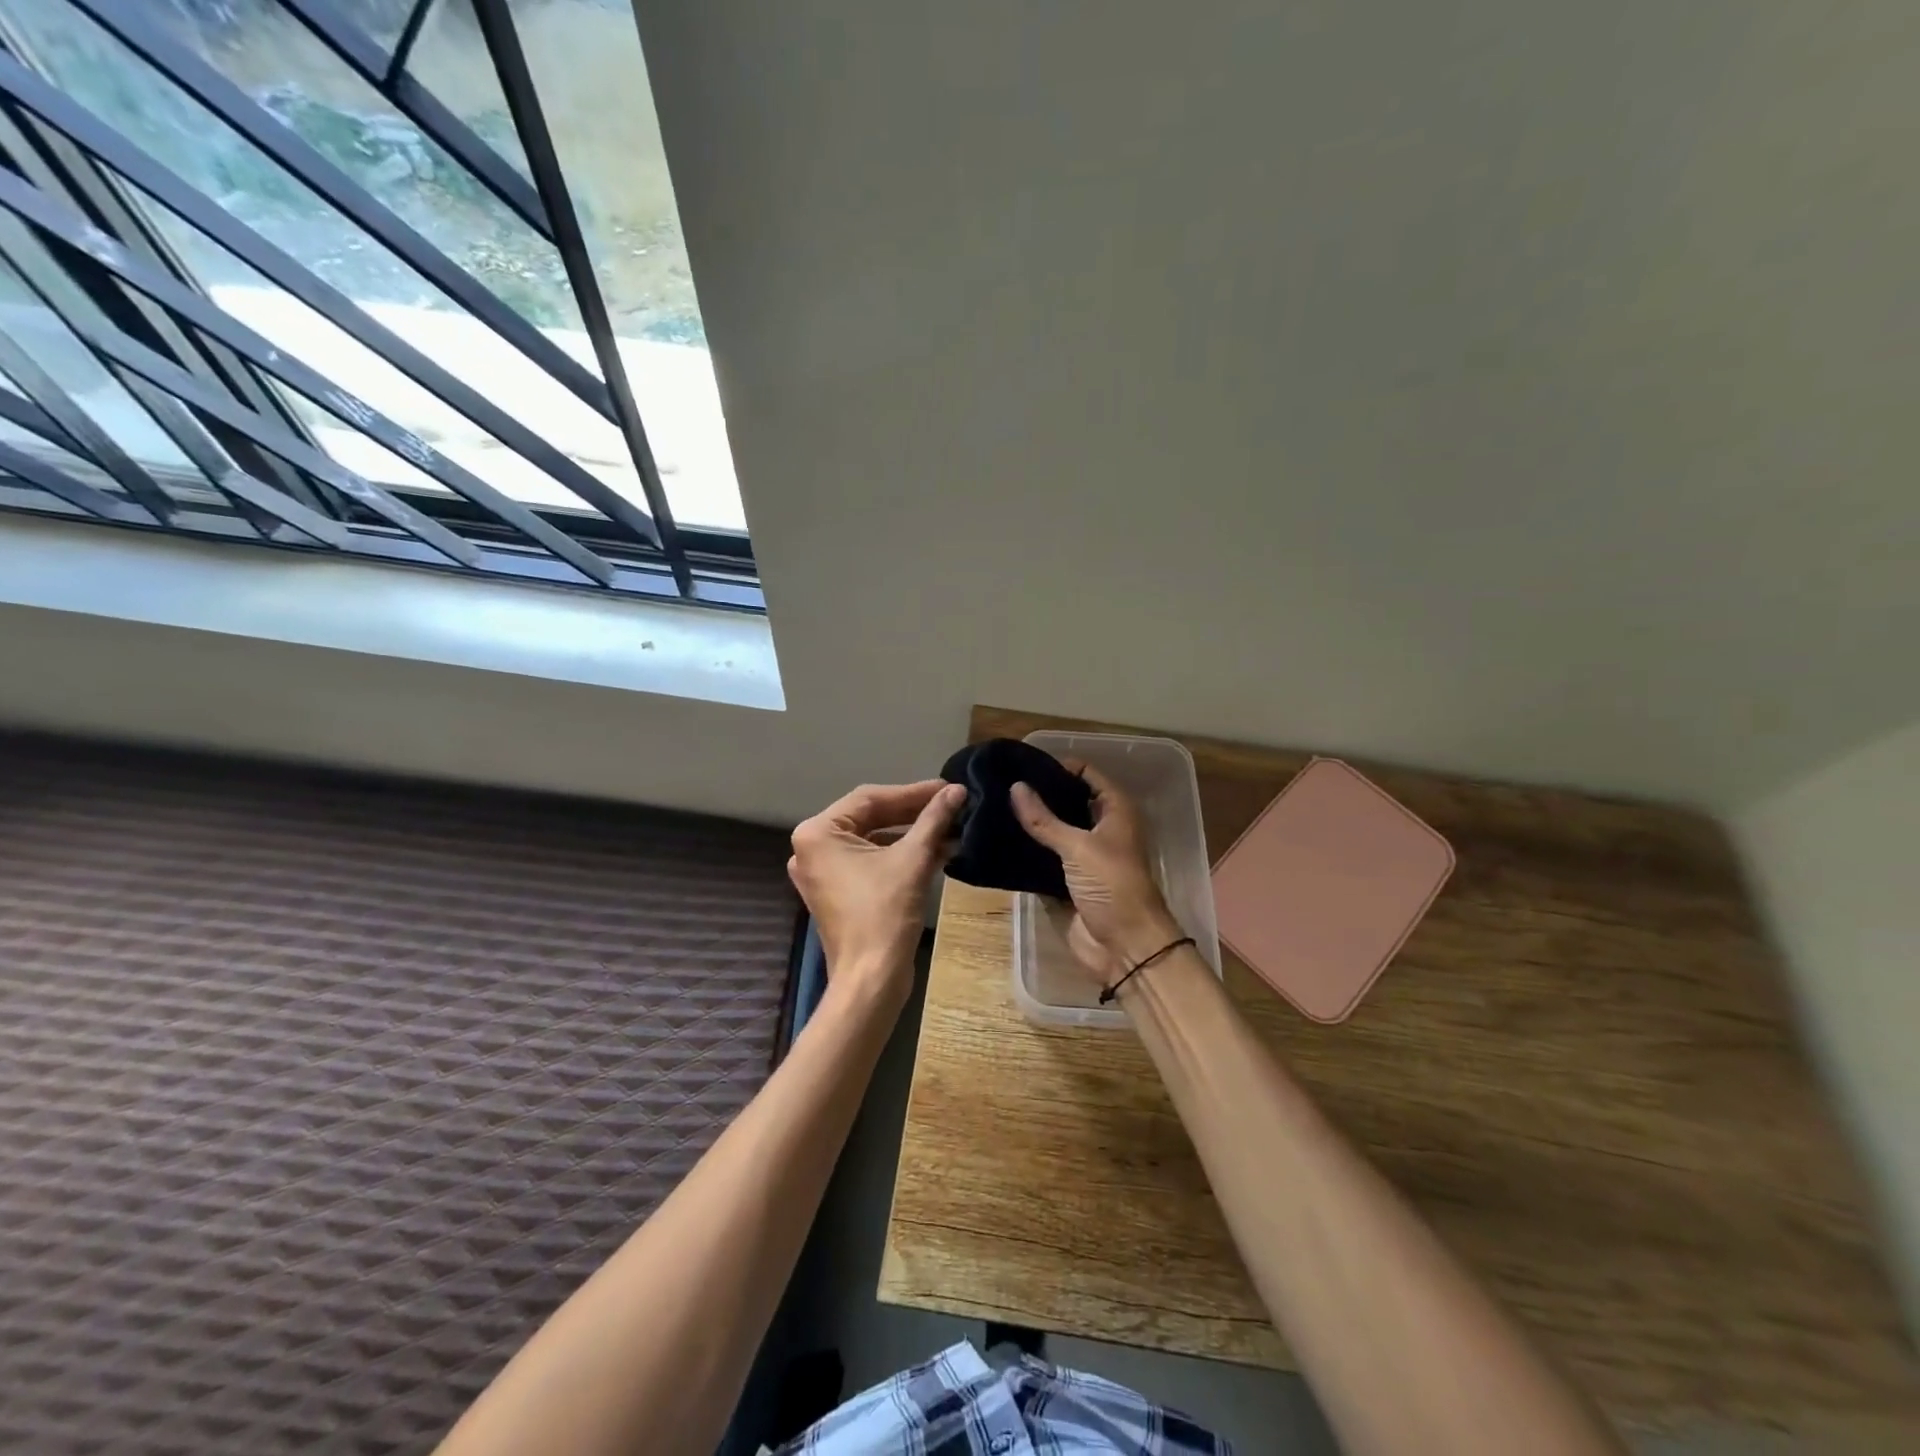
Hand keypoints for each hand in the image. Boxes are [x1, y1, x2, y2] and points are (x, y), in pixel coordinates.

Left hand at [789, 779, 964, 1004]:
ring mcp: (822, 871)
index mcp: (818, 833)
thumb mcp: (913, 859)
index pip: (870, 798)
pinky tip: (936, 850)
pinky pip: (869, 860)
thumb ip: (933, 819)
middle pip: (869, 816)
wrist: (871, 979)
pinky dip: (899, 854)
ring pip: (872, 839)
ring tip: (950, 826)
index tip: (948, 788)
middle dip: (912, 812)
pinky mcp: (837, 891)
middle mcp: (813, 848)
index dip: (913, 792)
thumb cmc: (884, 914)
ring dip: (910, 833)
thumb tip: (957, 790)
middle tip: (951, 803)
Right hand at [1010, 764, 1181, 982]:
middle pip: (1068, 801)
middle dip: (1040, 794)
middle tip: (1001, 784)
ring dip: (1031, 823)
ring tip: (993, 807)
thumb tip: (1015, 787)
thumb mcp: (1078, 848)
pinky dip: (1027, 851)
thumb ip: (1044, 819)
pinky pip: (1044, 858)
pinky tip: (999, 840)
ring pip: (1054, 831)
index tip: (1023, 763)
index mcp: (1115, 811)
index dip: (1059, 766)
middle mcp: (1101, 828)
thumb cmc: (1112, 886)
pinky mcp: (1068, 881)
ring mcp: (1084, 856)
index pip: (1087, 774)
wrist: (1126, 947)